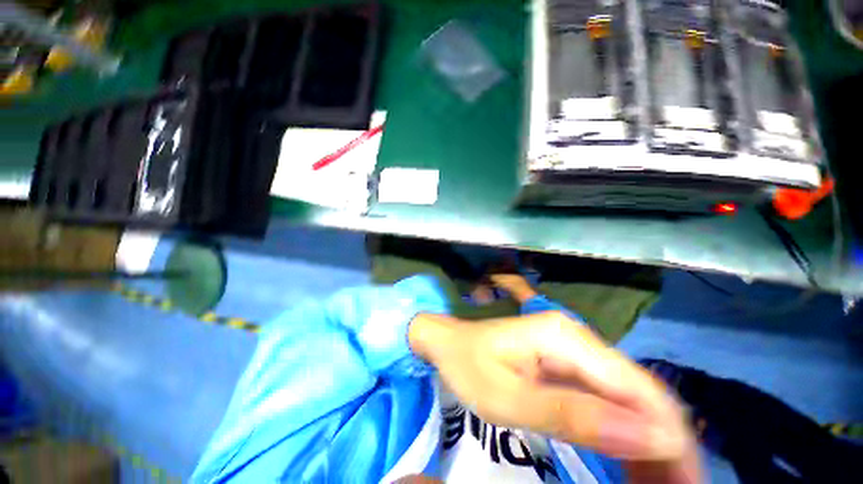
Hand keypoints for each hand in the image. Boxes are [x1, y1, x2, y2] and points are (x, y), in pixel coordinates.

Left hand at [409, 311, 700, 482]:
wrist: (450, 343)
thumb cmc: (469, 366)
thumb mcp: (509, 399)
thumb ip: (572, 416)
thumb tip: (652, 437)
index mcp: (566, 338)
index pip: (638, 388)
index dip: (670, 438)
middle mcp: (579, 338)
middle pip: (640, 392)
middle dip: (666, 444)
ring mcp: (574, 349)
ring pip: (629, 398)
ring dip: (649, 442)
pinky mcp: (567, 362)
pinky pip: (606, 398)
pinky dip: (625, 432)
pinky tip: (631, 461)